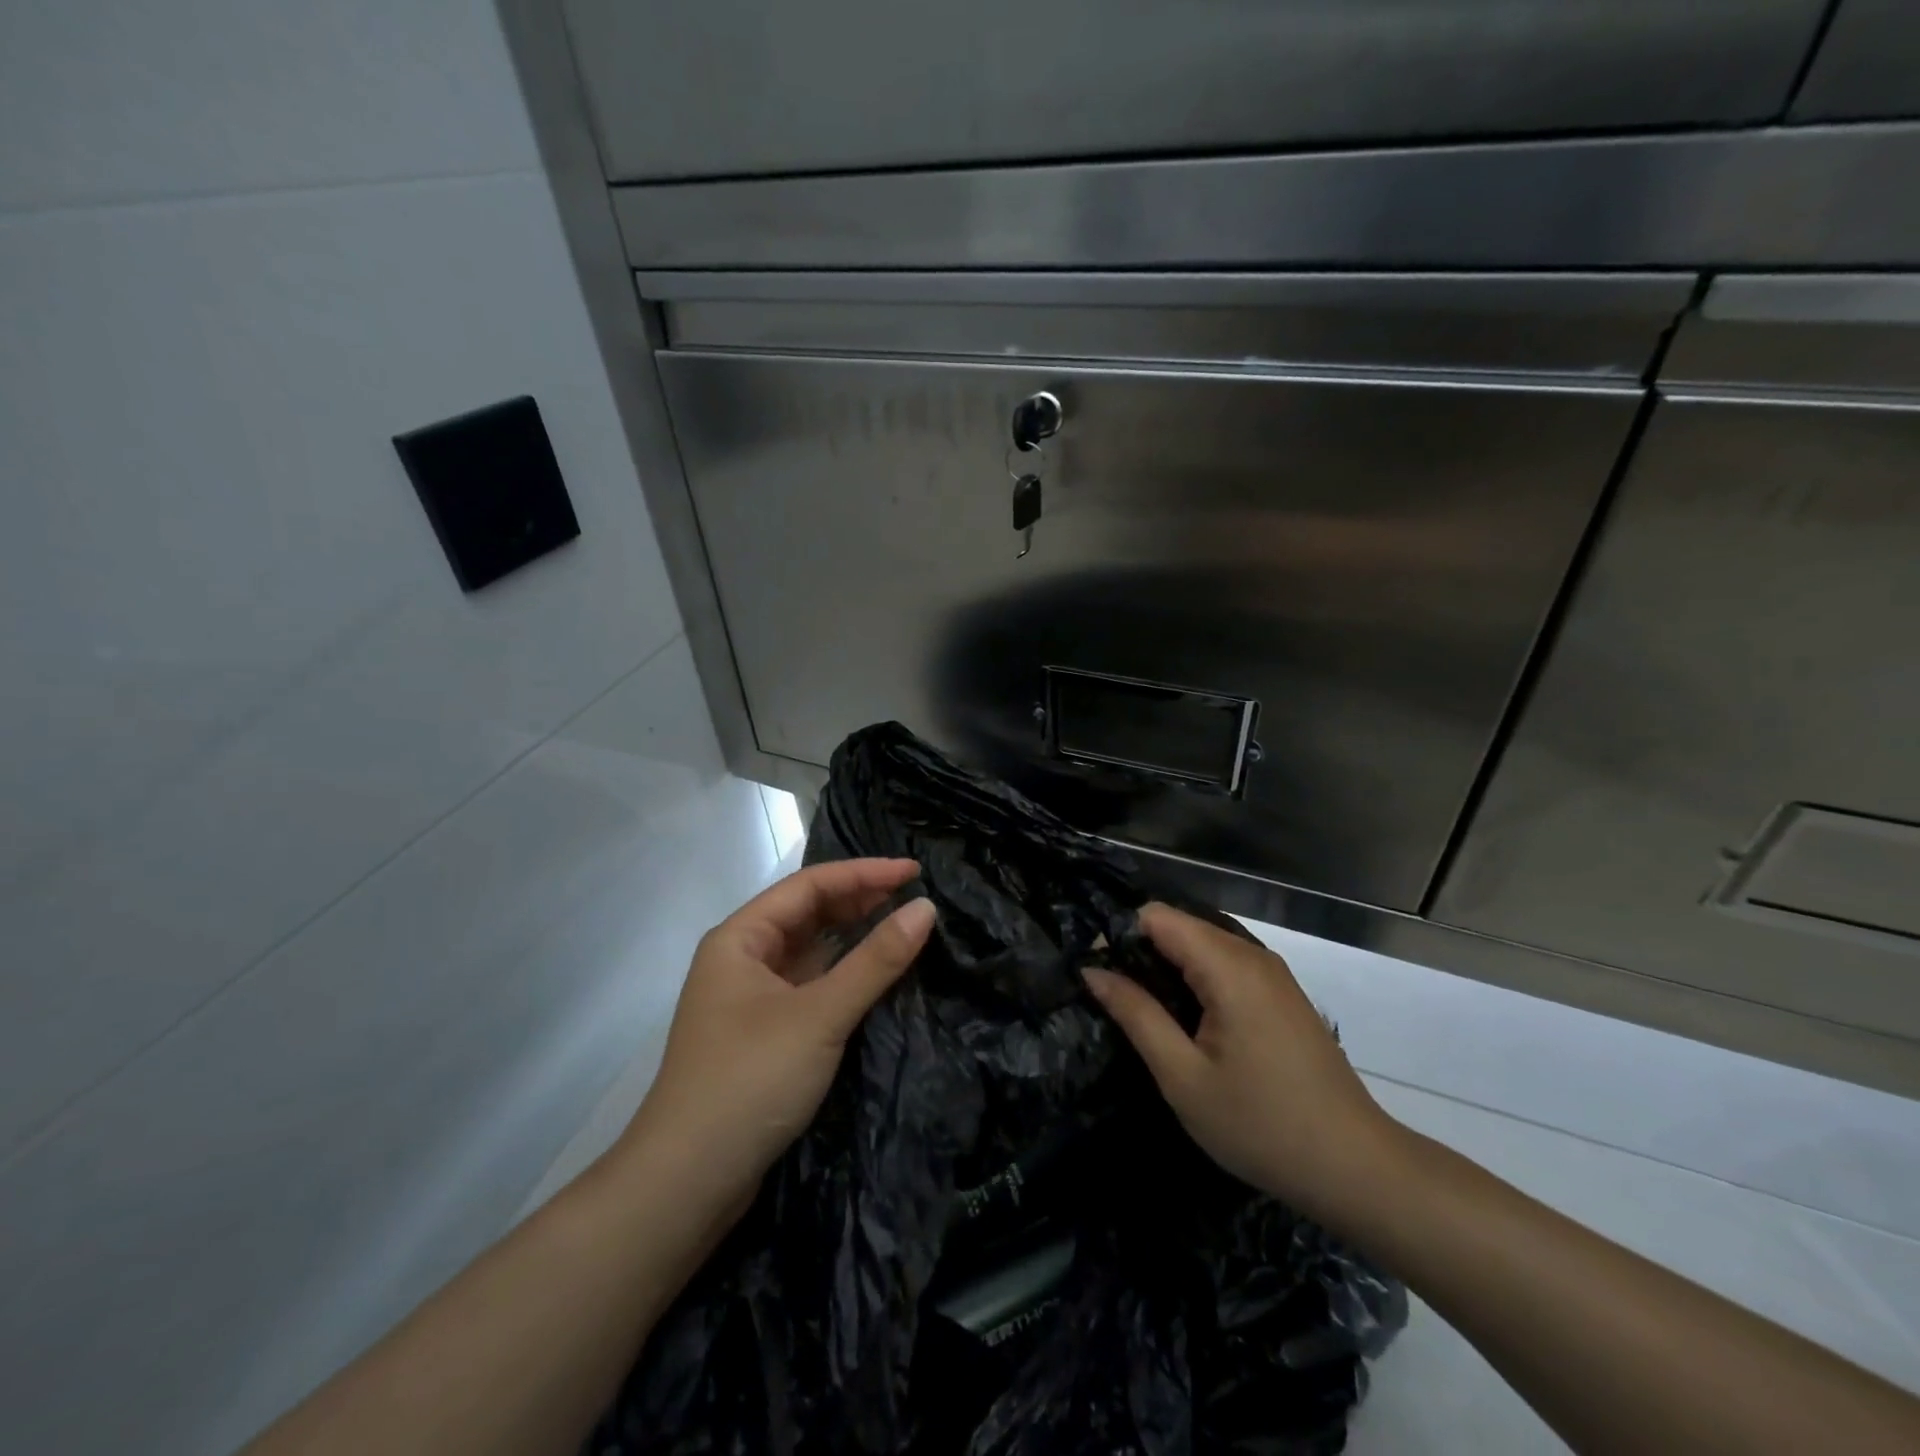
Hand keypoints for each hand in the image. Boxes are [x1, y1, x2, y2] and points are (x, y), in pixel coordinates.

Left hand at [615, 859, 934, 1216]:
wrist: (685, 1184)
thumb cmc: (749, 1081)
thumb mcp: (819, 1015)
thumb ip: (875, 961)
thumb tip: (926, 910)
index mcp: (740, 938)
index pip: (809, 885)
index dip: (864, 873)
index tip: (914, 872)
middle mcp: (741, 958)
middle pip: (806, 913)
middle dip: (859, 900)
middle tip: (914, 898)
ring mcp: (750, 998)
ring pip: (808, 950)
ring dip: (852, 935)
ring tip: (902, 926)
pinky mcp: (762, 1033)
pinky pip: (809, 984)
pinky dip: (842, 973)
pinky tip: (873, 974)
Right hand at [1083, 903, 1398, 1219]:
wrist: (1356, 1168)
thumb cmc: (1261, 1125)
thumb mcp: (1183, 1076)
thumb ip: (1136, 1015)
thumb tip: (1093, 971)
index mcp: (1228, 966)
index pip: (1157, 916)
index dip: (1120, 936)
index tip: (1099, 975)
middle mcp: (1253, 955)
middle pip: (1180, 926)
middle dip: (1141, 953)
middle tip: (1117, 1003)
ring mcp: (1273, 974)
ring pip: (1203, 945)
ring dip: (1169, 968)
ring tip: (1147, 1015)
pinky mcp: (1282, 994)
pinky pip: (1226, 965)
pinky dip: (1197, 980)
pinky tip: (1189, 1024)